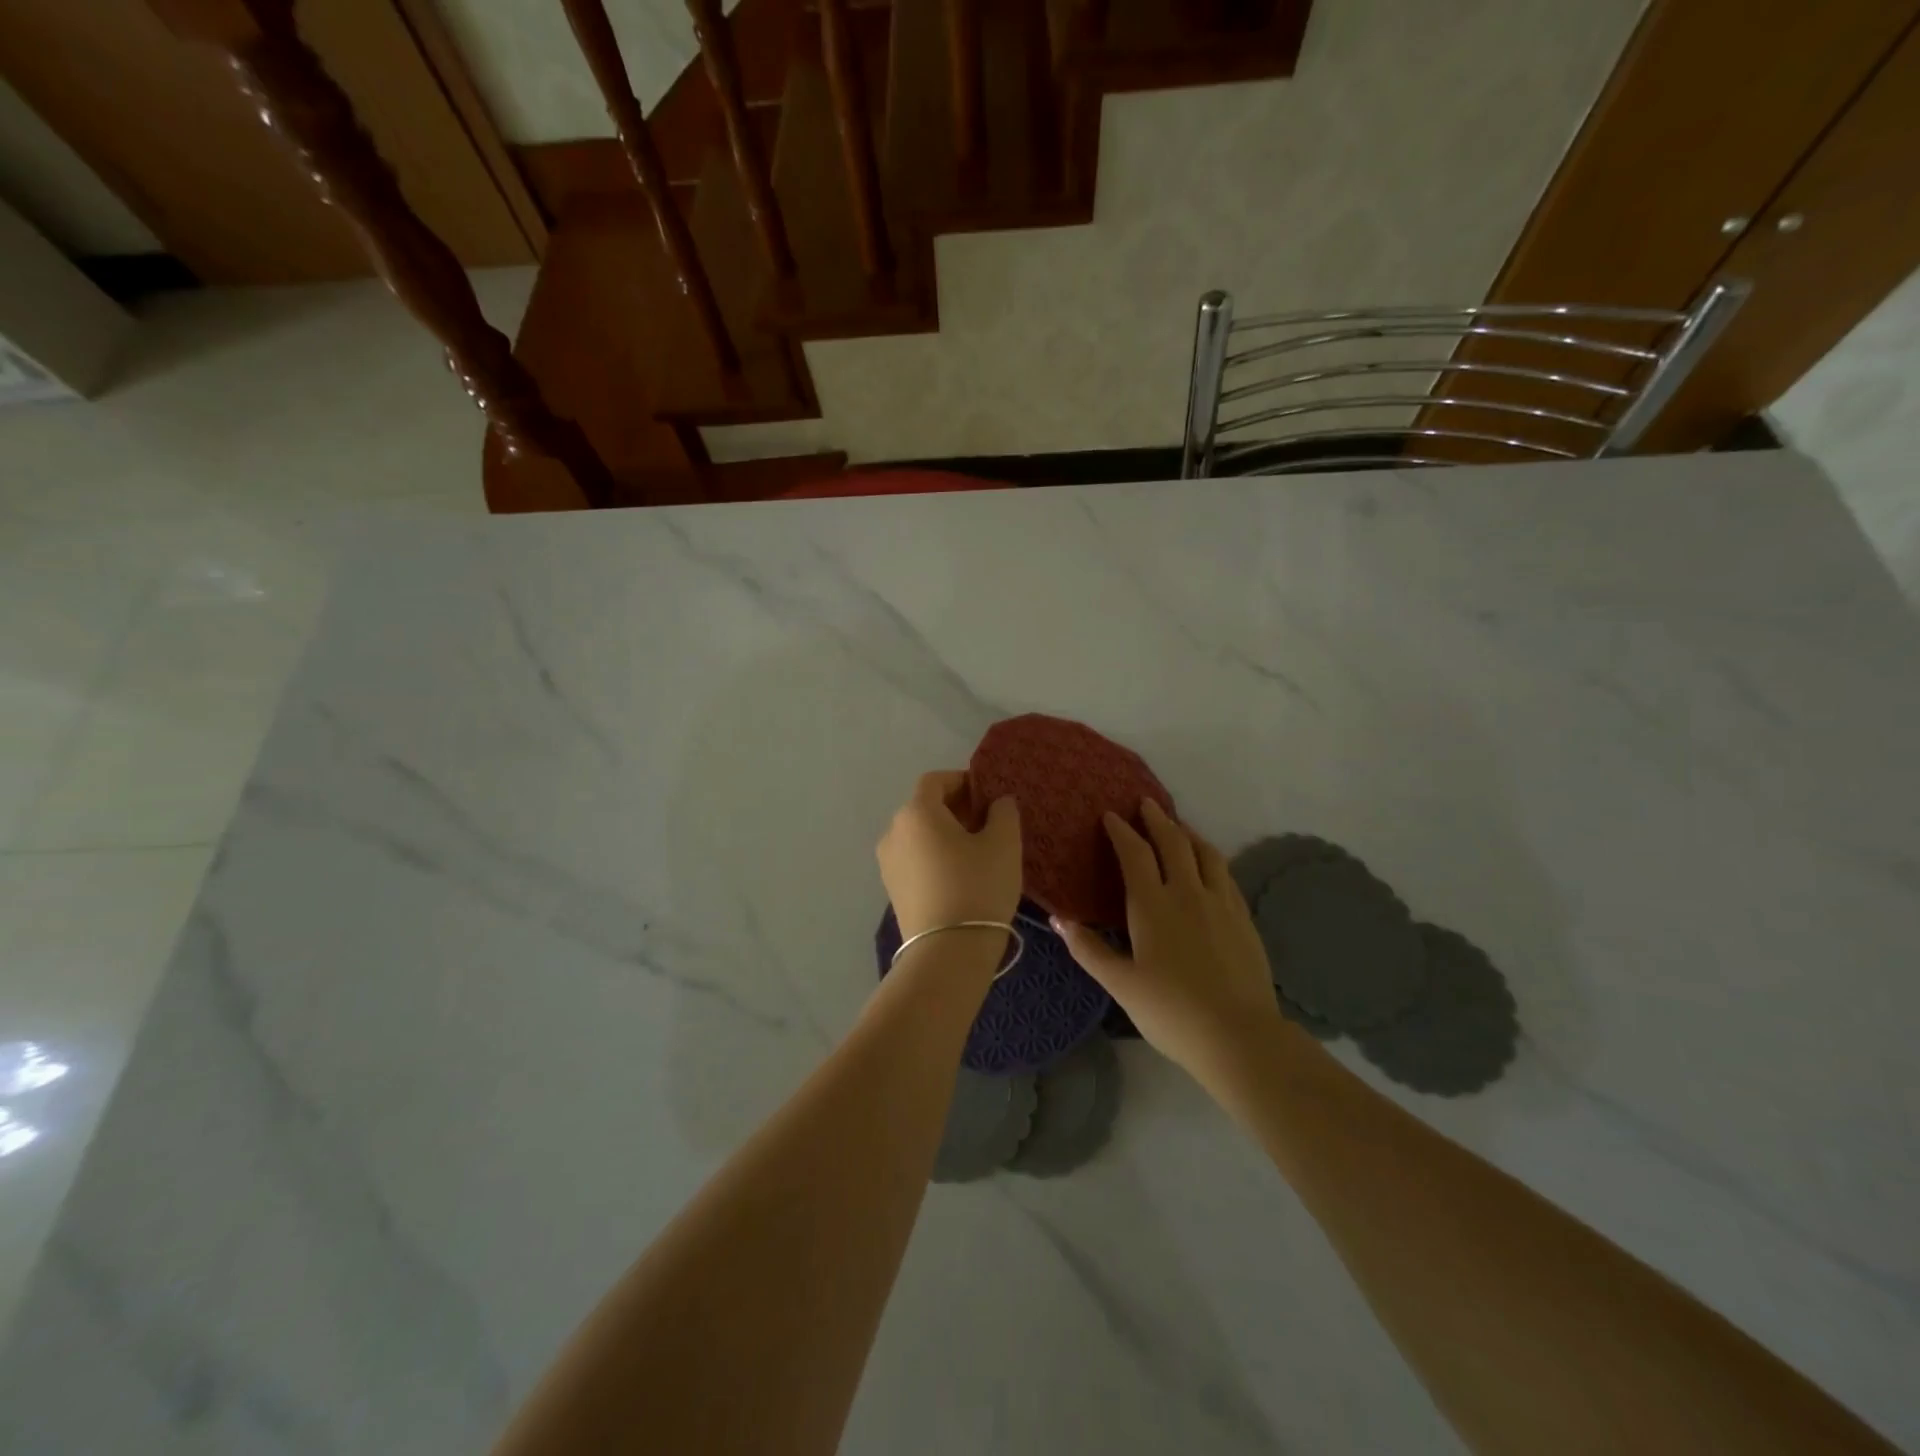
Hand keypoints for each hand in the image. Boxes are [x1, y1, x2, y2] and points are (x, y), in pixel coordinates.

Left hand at [877, 771, 1022, 940]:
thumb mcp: (1004, 844)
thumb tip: (998, 802)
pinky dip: (935, 858)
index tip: (988, 796)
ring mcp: (888, 864)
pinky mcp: (892, 891)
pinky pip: (916, 860)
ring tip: (977, 853)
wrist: (948, 952)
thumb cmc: (978, 886)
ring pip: (919, 836)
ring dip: (945, 835)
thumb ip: (1003, 812)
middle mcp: (893, 832)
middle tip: (988, 824)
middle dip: (956, 809)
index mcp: (916, 812)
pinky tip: (961, 877)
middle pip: (925, 807)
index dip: (962, 781)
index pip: (935, 780)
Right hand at [1053, 800, 1281, 1078]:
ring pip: (1205, 853)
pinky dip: (1211, 858)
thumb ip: (1089, 949)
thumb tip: (1059, 919)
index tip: (1110, 816)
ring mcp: (1220, 903)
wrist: (1239, 1035)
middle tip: (1145, 804)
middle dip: (1156, 819)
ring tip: (1178, 825)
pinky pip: (1225, 873)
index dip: (1121, 832)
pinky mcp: (1243, 918)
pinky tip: (1209, 865)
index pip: (1135, 854)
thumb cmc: (1171, 1012)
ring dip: (1188, 833)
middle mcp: (1188, 892)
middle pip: (1173, 842)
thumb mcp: (1121, 984)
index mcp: (1153, 905)